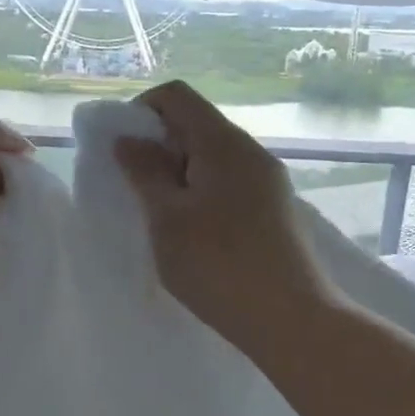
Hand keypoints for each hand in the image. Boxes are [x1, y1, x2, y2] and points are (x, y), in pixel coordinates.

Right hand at [114, 81, 332, 343]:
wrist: (291, 319)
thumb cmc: (218, 265)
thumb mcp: (167, 218)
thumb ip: (144, 173)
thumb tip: (128, 139)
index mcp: (223, 142)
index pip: (176, 96)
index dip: (141, 112)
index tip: (124, 153)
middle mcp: (251, 151)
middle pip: (196, 125)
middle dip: (159, 148)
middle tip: (137, 193)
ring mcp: (269, 181)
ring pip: (213, 158)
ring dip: (180, 176)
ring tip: (163, 219)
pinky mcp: (276, 210)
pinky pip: (231, 184)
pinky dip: (203, 195)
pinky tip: (195, 235)